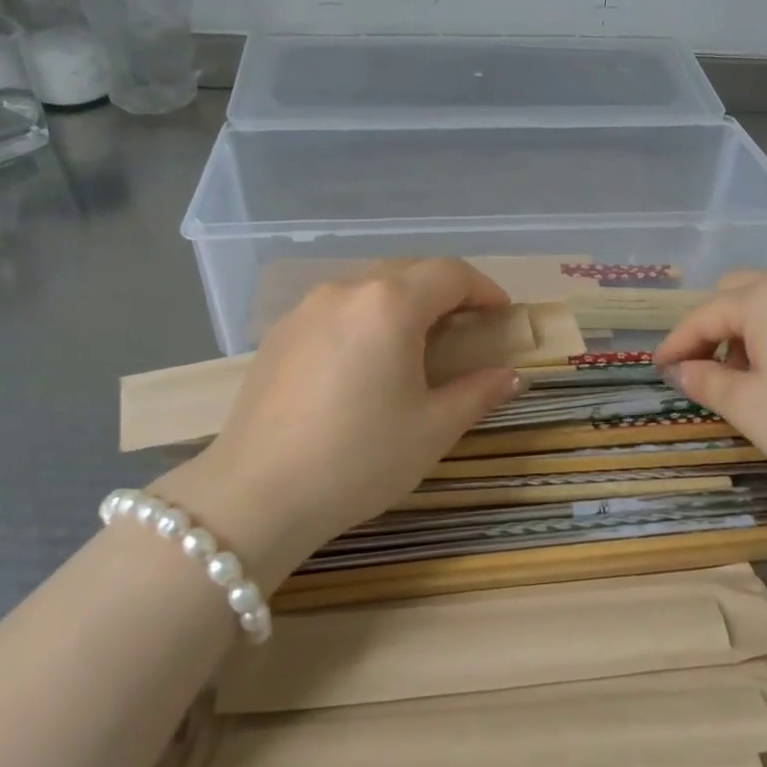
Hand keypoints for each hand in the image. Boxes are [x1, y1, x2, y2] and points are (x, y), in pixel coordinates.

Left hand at [165, 259, 520, 580]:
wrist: (257, 495)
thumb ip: (478, 392)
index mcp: (390, 305)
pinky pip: (336, 309)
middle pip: (408, 271)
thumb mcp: (432, 429)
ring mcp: (306, 309)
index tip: (501, 316)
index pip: (450, 273)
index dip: (484, 289)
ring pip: (368, 287)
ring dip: (402, 303)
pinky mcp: (279, 334)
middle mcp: (346, 290)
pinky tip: (363, 363)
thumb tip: (510, 376)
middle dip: (444, 292)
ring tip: (415, 346)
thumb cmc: (359, 459)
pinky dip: (365, 319)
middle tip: (465, 330)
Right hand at [654, 271, 766, 497]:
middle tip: (702, 368)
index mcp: (764, 298)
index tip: (657, 369)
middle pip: (736, 294)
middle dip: (711, 328)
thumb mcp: (748, 407)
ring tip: (743, 378)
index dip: (676, 343)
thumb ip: (705, 382)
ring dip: (744, 332)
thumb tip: (680, 370)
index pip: (704, 315)